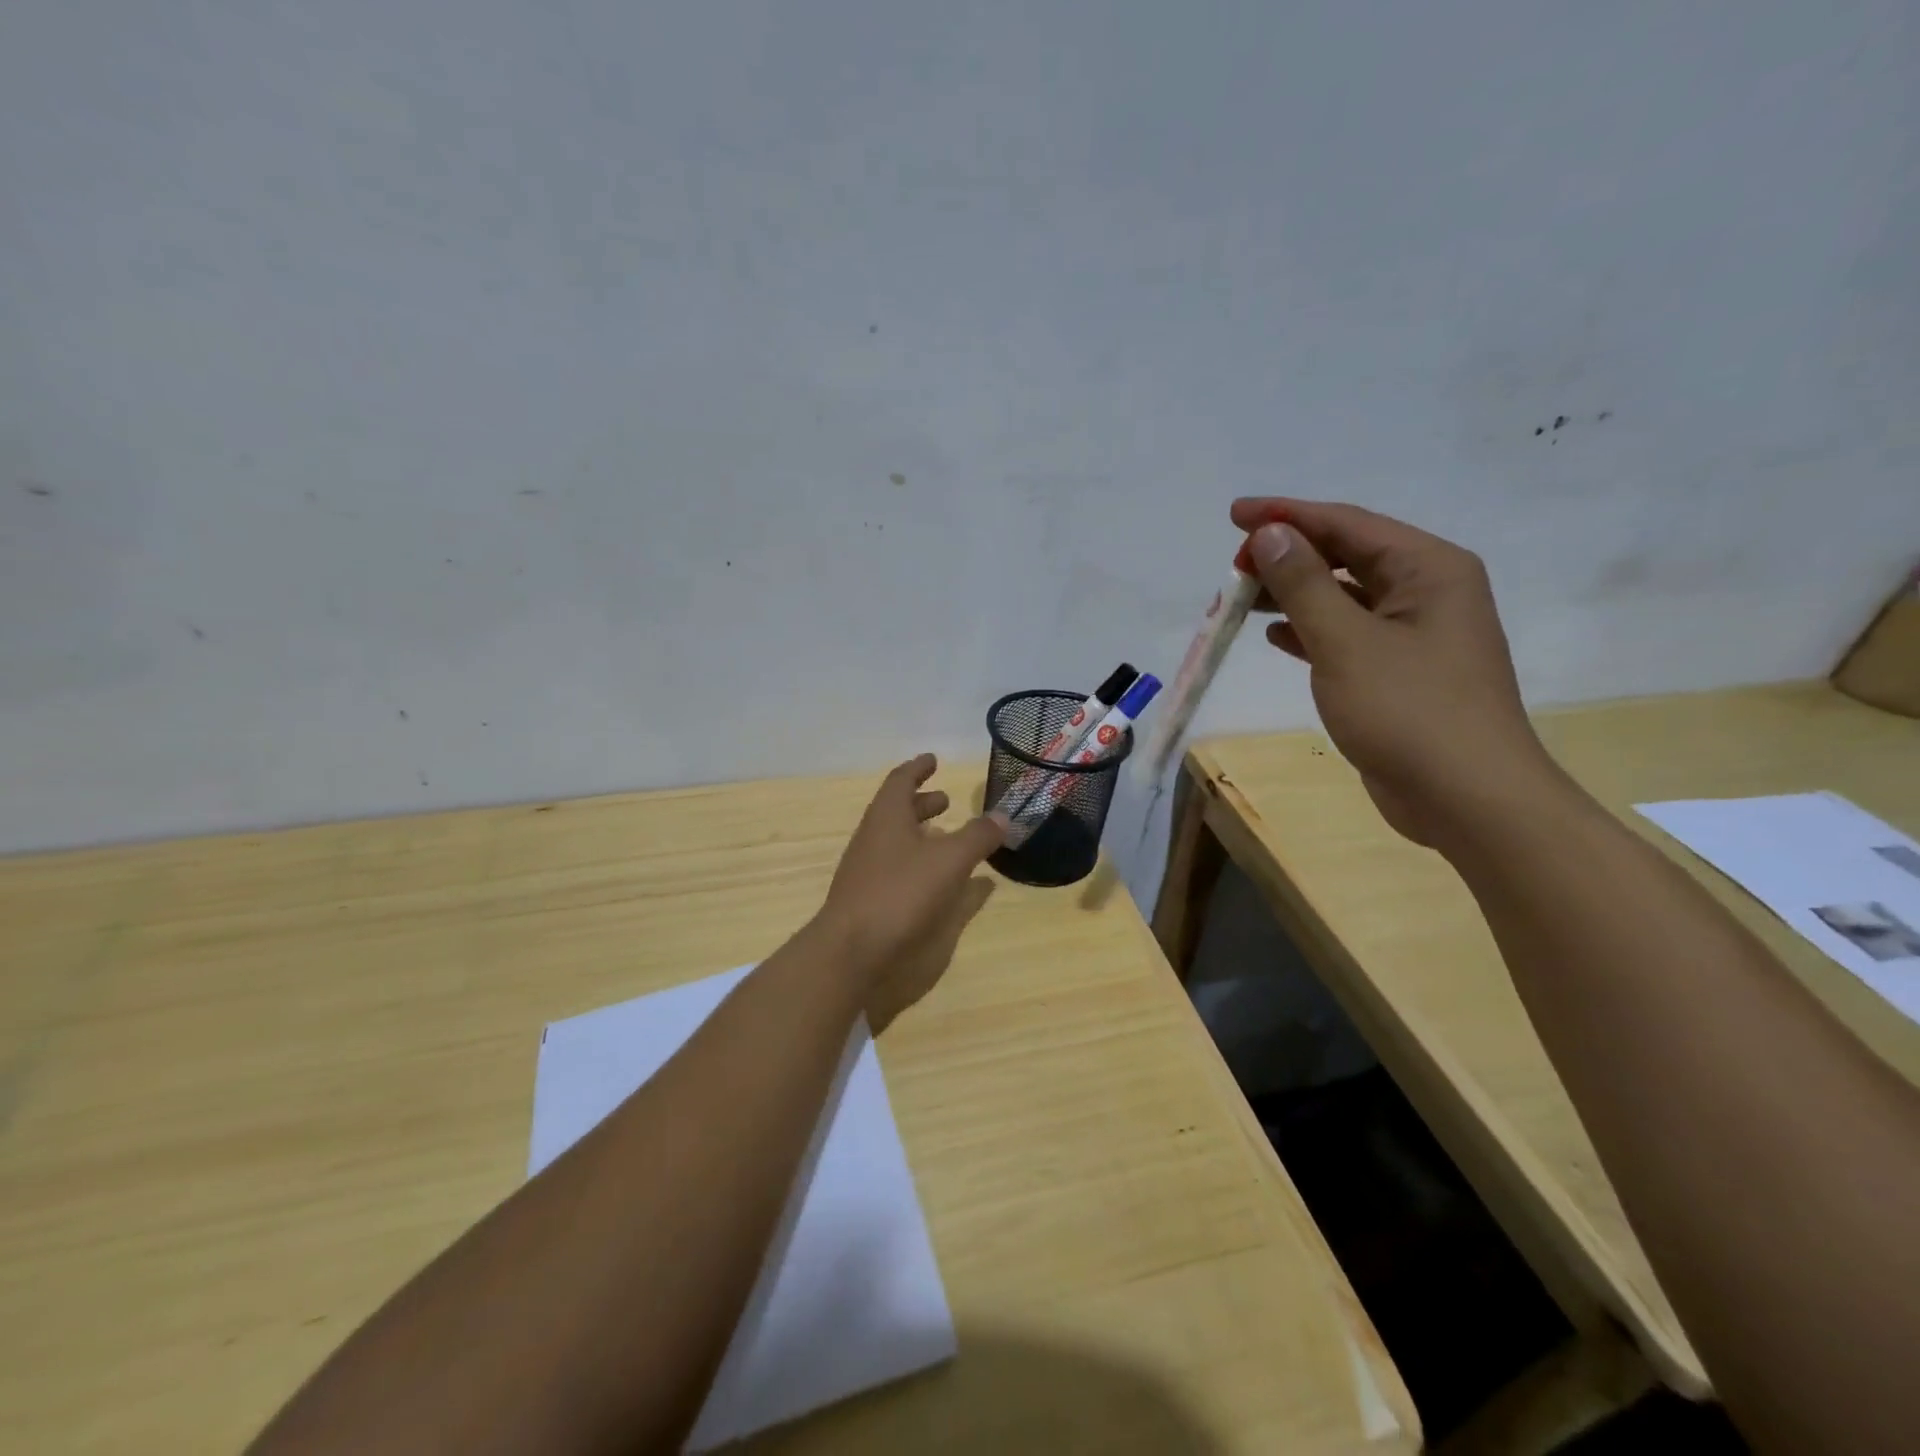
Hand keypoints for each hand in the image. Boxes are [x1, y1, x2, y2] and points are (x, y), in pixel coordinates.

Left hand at [814, 755, 1004, 1030]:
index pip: (901, 781)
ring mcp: (868, 870)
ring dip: (921, 834)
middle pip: (897, 811)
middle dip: (922, 803)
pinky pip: (897, 868)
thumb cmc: (900, 893)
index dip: (918, 768)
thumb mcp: (949, 861)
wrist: (851, 952)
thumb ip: (977, 837)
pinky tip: (938, 881)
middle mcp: (873, 838)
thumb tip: (1001, 816)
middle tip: (946, 800)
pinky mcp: (869, 899)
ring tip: (948, 838)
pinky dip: (919, 863)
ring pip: (896, 841)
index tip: (933, 760)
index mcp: (887, 817)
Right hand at [1230, 498, 1562, 848]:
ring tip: (1241, 598)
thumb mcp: (1346, 641)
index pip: (1347, 524)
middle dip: (1288, 556)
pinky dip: (1310, 631)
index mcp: (1428, 568)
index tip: (1234, 515)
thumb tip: (1271, 533)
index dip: (1287, 516)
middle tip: (1234, 565)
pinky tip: (1275, 637)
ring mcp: (1415, 634)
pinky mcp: (1400, 672)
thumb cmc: (1408, 711)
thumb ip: (1303, 584)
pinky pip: (1347, 634)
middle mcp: (1427, 591)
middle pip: (1346, 556)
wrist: (1467, 798)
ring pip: (1343, 597)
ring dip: (1293, 595)